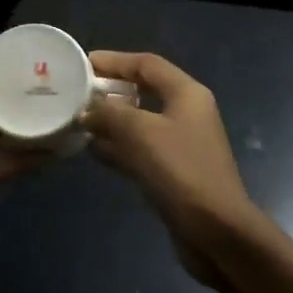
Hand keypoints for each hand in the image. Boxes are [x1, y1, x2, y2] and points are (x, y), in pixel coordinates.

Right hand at [83, 51, 265, 284]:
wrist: (216, 232)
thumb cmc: (181, 171)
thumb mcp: (140, 132)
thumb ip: (109, 113)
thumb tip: (87, 110)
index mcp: (186, 94)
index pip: (147, 64)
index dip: (115, 60)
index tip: (82, 63)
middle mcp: (185, 114)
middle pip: (143, 91)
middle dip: (110, 90)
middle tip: (76, 91)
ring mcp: (180, 144)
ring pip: (138, 122)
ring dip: (110, 120)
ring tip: (77, 119)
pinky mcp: (172, 172)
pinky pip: (139, 149)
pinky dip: (117, 147)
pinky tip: (92, 151)